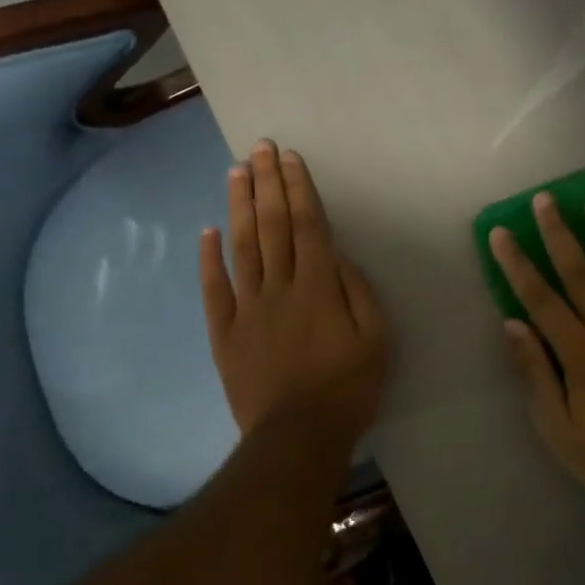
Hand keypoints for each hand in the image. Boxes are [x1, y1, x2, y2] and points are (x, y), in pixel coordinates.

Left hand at [200, 139, 389, 443]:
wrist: (297, 437)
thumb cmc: (347, 389)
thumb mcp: (377, 340)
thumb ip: (359, 292)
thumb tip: (338, 256)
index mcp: (318, 288)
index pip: (307, 226)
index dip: (298, 188)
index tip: (289, 158)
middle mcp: (280, 288)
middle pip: (272, 226)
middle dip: (267, 183)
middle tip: (259, 147)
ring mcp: (247, 308)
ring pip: (242, 247)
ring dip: (239, 207)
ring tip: (235, 172)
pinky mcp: (225, 332)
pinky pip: (215, 289)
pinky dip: (209, 259)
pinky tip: (207, 231)